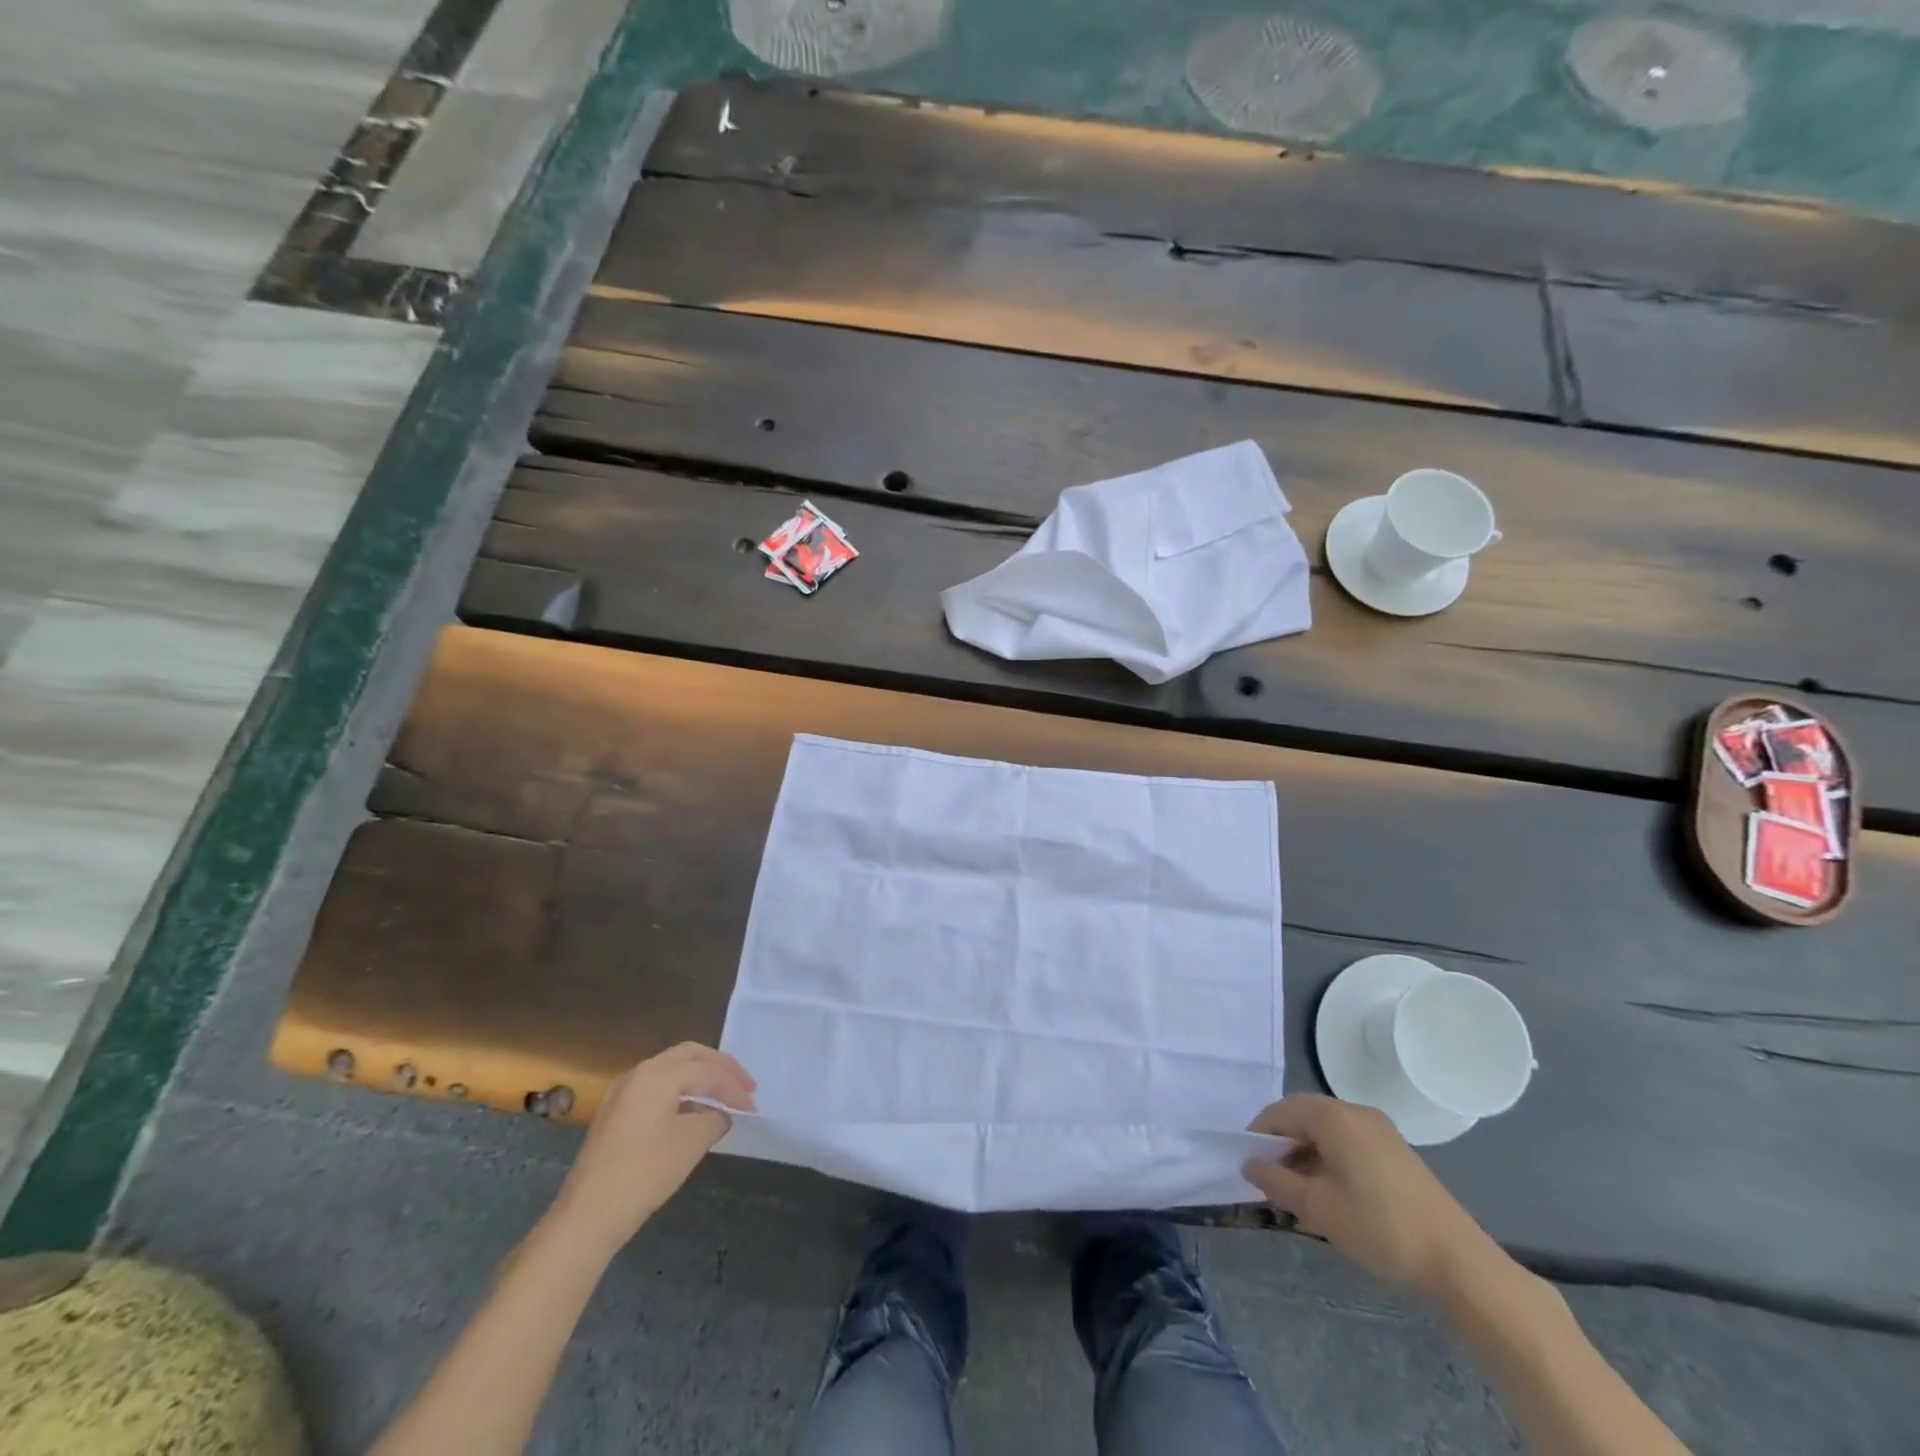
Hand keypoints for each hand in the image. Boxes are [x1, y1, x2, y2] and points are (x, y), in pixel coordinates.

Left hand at [548, 1043, 755, 1252]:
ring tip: (723, 1096)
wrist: (587, 1216)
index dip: (733, 1086)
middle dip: (720, 1068)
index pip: (706, 1070)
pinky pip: (657, 1087)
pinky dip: (681, 1091)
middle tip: (744, 1085)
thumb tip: (720, 1114)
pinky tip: (693, 1112)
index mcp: (657, 1074)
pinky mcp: (616, 1112)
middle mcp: (639, 1073)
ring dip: (700, 1078)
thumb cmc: (644, 1173)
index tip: (752, 1106)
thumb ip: (714, 1118)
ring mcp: (623, 1092)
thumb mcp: (691, 1143)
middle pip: (689, 1055)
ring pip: (671, 1069)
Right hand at [1244, 1094, 1499, 1296]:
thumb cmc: (1379, 1227)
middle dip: (1283, 1146)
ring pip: (1327, 1132)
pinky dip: (1331, 1160)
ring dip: (1307, 1155)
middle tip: (1272, 1181)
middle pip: (1304, 1118)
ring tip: (1300, 1195)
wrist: (1459, 1262)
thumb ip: (1277, 1182)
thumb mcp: (1318, 1208)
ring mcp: (1380, 1131)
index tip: (1248, 1165)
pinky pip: (1350, 1143)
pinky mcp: (1397, 1152)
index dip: (1258, 1135)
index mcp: (1333, 1117)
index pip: (1280, 1112)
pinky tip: (1332, 1196)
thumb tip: (1250, 1165)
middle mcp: (1355, 1112)